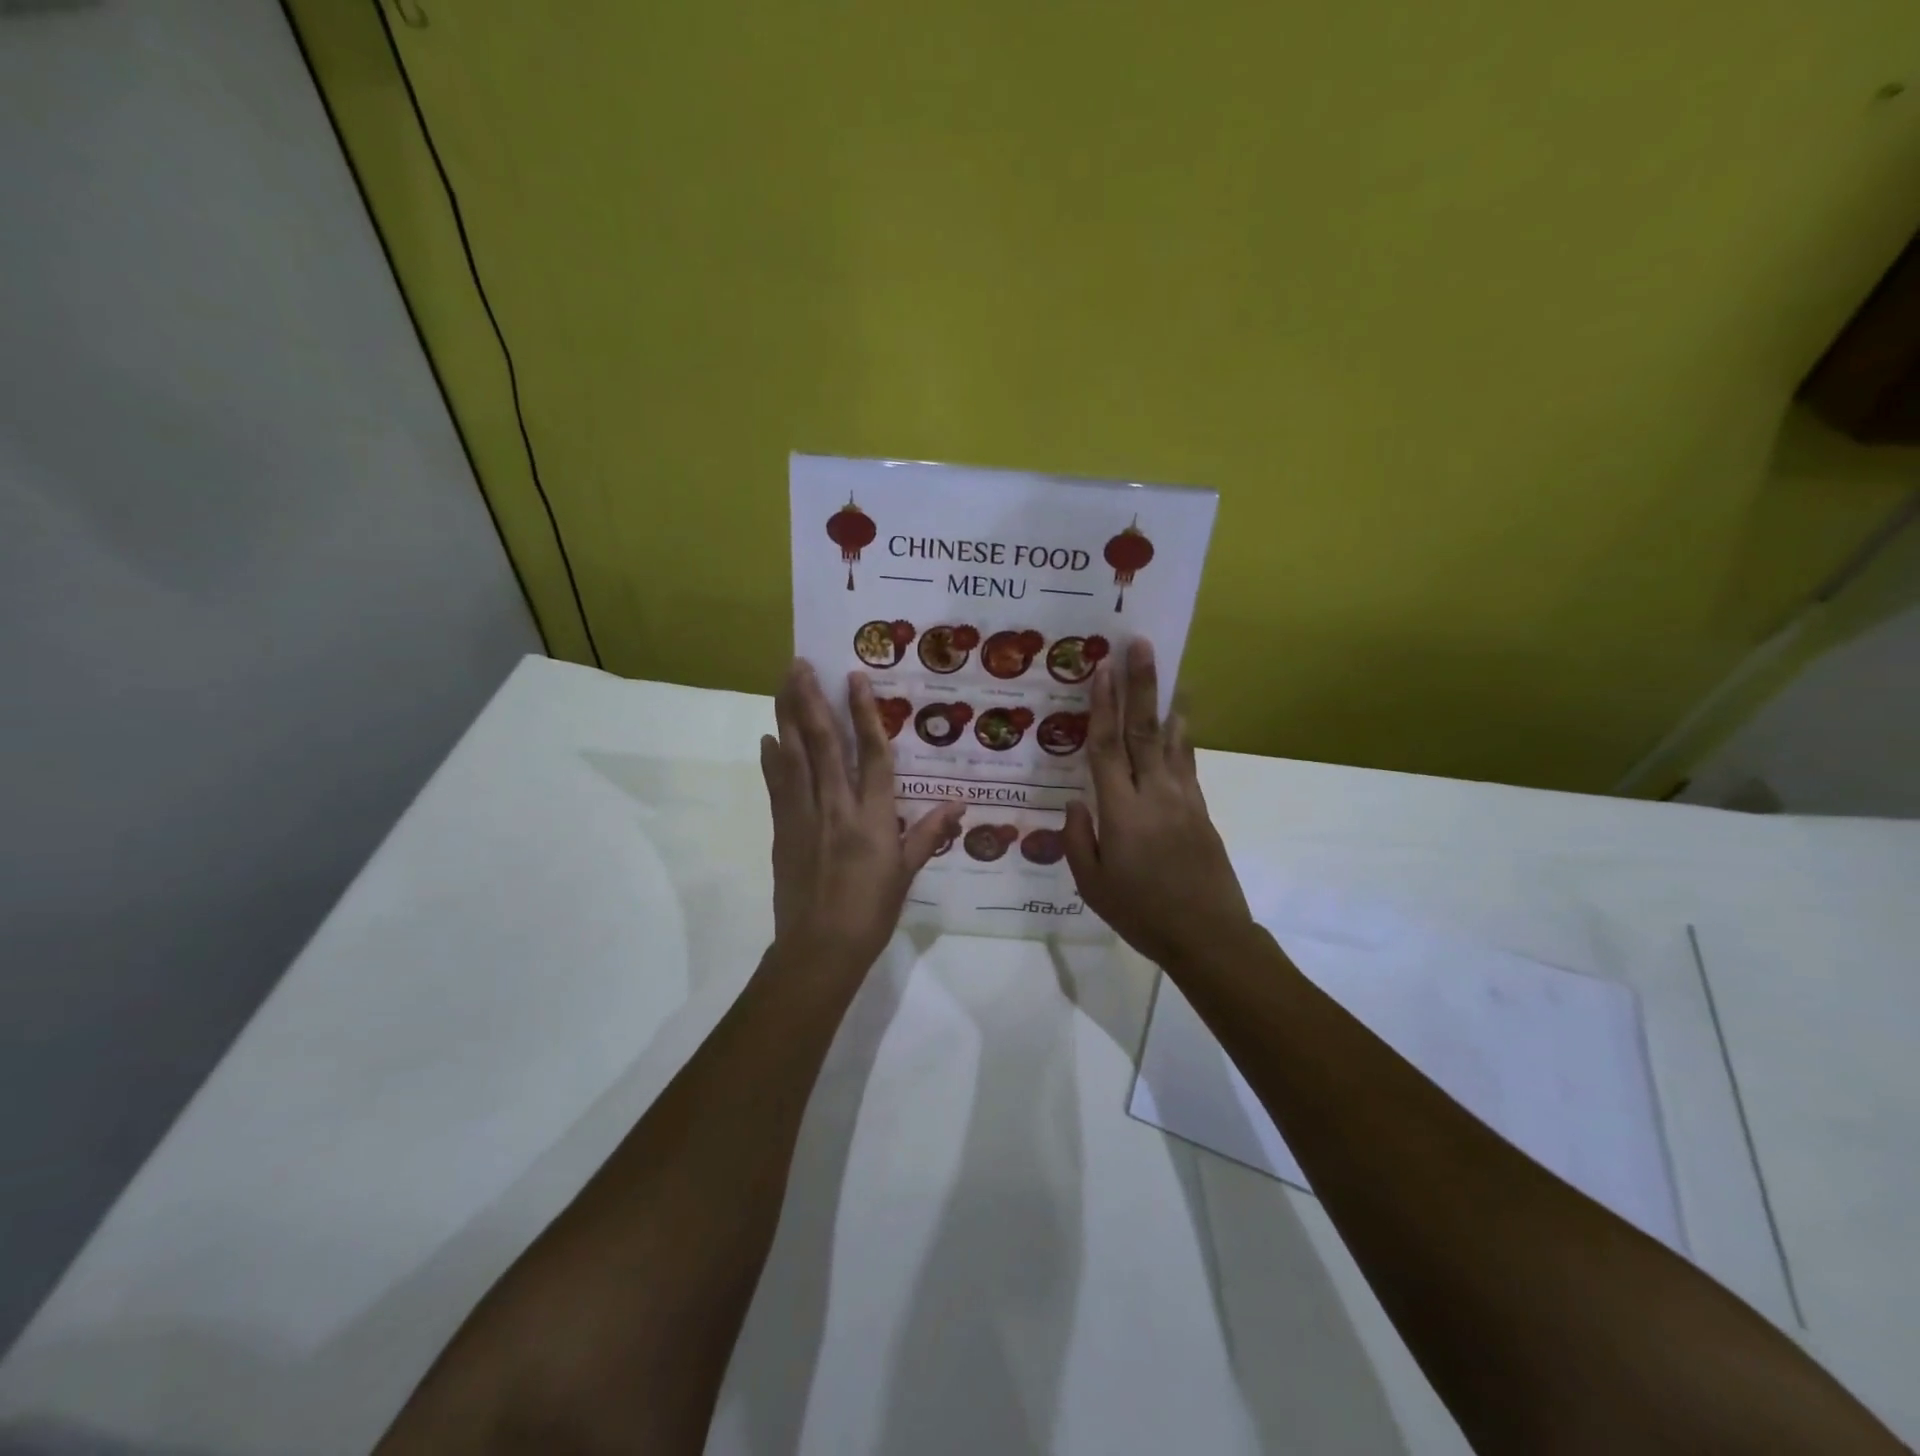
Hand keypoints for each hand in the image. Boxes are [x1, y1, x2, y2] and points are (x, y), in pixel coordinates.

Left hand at [760, 660, 963, 972]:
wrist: (819, 948)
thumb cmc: (871, 912)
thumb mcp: (907, 873)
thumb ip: (929, 833)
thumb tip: (960, 804)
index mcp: (873, 817)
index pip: (872, 754)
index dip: (864, 713)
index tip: (855, 678)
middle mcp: (837, 806)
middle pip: (823, 743)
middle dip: (811, 700)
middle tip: (800, 663)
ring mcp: (804, 816)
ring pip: (794, 756)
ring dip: (787, 716)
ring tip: (782, 683)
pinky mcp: (782, 829)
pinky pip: (777, 786)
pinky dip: (772, 759)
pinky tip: (768, 737)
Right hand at [1063, 639, 1255, 968]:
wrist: (1209, 936)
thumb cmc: (1142, 914)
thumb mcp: (1093, 885)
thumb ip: (1078, 839)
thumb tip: (1076, 801)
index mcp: (1122, 812)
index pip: (1107, 749)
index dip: (1101, 707)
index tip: (1100, 670)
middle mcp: (1155, 795)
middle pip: (1144, 730)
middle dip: (1140, 685)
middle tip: (1139, 645)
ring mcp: (1183, 799)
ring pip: (1172, 740)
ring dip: (1165, 701)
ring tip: (1164, 668)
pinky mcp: (1201, 809)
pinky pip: (1187, 762)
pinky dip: (1183, 735)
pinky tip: (1180, 719)